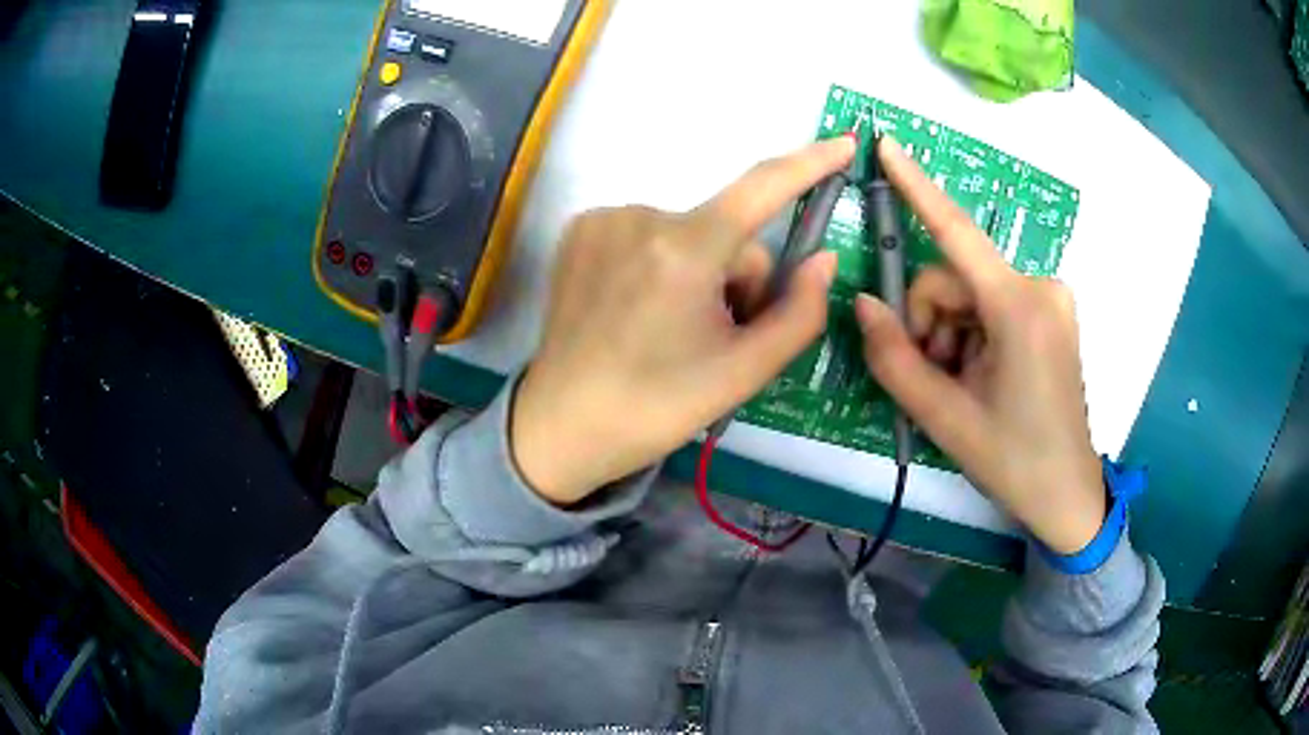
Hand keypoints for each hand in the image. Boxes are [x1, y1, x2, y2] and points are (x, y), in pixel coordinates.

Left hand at [512, 137, 856, 504]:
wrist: (561, 425)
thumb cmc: (656, 407)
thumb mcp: (742, 372)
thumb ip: (799, 313)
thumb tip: (824, 259)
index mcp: (684, 250)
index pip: (762, 187)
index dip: (809, 163)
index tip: (845, 143)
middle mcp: (641, 216)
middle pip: (728, 233)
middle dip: (738, 278)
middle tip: (717, 336)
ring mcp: (604, 219)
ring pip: (689, 233)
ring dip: (698, 271)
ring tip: (671, 329)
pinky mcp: (579, 230)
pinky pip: (649, 233)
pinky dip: (660, 264)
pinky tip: (637, 309)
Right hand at [856, 137, 1104, 553]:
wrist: (1067, 495)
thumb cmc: (1013, 461)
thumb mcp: (944, 417)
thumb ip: (895, 357)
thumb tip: (862, 302)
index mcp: (1019, 308)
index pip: (956, 233)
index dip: (918, 184)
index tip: (887, 142)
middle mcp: (1039, 286)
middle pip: (954, 278)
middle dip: (930, 321)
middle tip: (931, 375)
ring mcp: (1049, 298)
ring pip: (970, 294)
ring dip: (950, 333)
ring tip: (959, 386)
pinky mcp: (1050, 313)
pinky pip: (992, 305)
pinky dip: (972, 335)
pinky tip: (980, 377)